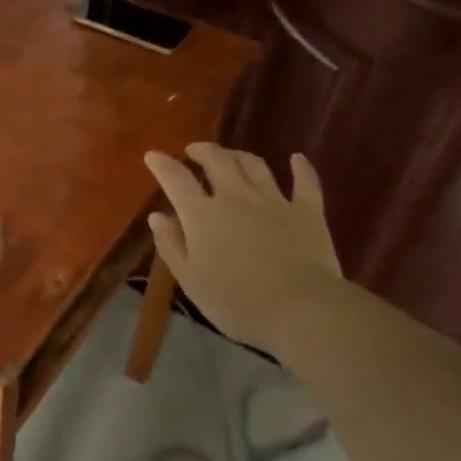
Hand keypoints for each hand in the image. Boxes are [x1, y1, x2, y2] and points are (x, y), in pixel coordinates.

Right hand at [143, 143, 342, 352]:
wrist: (300, 310)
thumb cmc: (236, 301)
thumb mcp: (190, 280)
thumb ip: (171, 245)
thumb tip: (157, 216)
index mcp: (202, 215)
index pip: (176, 179)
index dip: (162, 164)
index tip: (153, 155)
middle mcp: (236, 197)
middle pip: (217, 160)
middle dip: (202, 151)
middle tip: (193, 151)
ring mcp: (274, 200)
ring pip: (254, 165)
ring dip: (238, 155)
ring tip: (230, 156)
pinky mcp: (307, 211)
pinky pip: (305, 182)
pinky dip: (301, 168)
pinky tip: (297, 159)